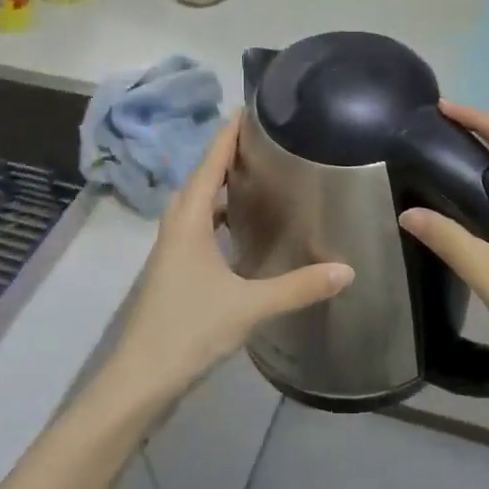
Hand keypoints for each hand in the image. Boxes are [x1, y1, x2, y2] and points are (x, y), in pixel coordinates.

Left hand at [106, 113, 353, 411]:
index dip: (227, 136)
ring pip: (197, 207)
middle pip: (201, 180)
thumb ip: (298, 287)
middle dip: (227, 157)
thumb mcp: (249, 306)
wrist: (141, 379)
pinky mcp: (174, 273)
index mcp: (188, 222)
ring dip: (221, 188)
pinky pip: (198, 229)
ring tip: (257, 179)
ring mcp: (172, 252)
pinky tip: (241, 232)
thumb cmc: (189, 330)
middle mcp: (176, 228)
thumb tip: (347, 269)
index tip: (248, 109)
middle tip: (264, 143)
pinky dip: (218, 218)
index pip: (209, 165)